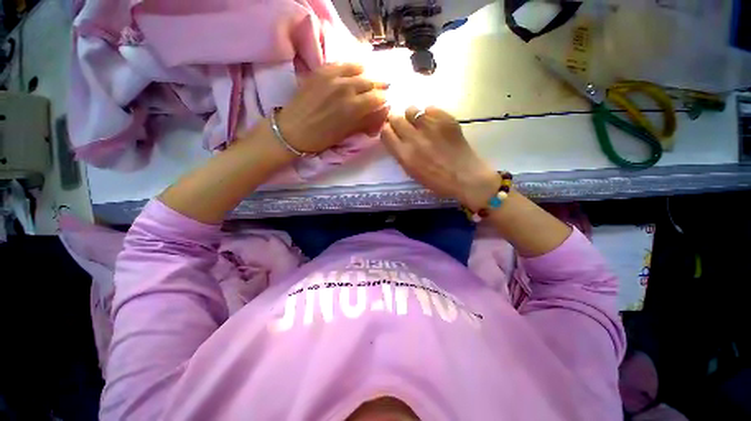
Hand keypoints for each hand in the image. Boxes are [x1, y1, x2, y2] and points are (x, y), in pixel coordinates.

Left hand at [276, 63, 388, 153]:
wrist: (292, 130)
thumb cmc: (322, 138)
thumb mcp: (347, 134)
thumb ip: (365, 121)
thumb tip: (379, 114)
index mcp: (353, 107)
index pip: (378, 97)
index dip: (384, 100)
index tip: (385, 104)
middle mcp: (345, 87)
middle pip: (370, 81)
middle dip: (379, 87)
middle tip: (381, 91)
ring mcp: (332, 76)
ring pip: (358, 68)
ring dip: (367, 75)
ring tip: (369, 81)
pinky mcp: (320, 71)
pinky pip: (341, 63)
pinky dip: (351, 67)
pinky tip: (353, 73)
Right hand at [381, 106, 499, 209]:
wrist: (465, 176)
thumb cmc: (437, 180)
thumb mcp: (412, 172)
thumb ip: (401, 154)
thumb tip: (397, 138)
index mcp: (404, 154)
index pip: (385, 133)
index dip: (387, 130)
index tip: (391, 132)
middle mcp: (414, 137)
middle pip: (395, 118)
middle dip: (396, 120)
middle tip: (403, 125)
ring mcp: (430, 126)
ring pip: (411, 109)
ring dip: (412, 116)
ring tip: (420, 124)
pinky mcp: (445, 119)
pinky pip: (430, 108)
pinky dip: (429, 114)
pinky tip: (435, 124)